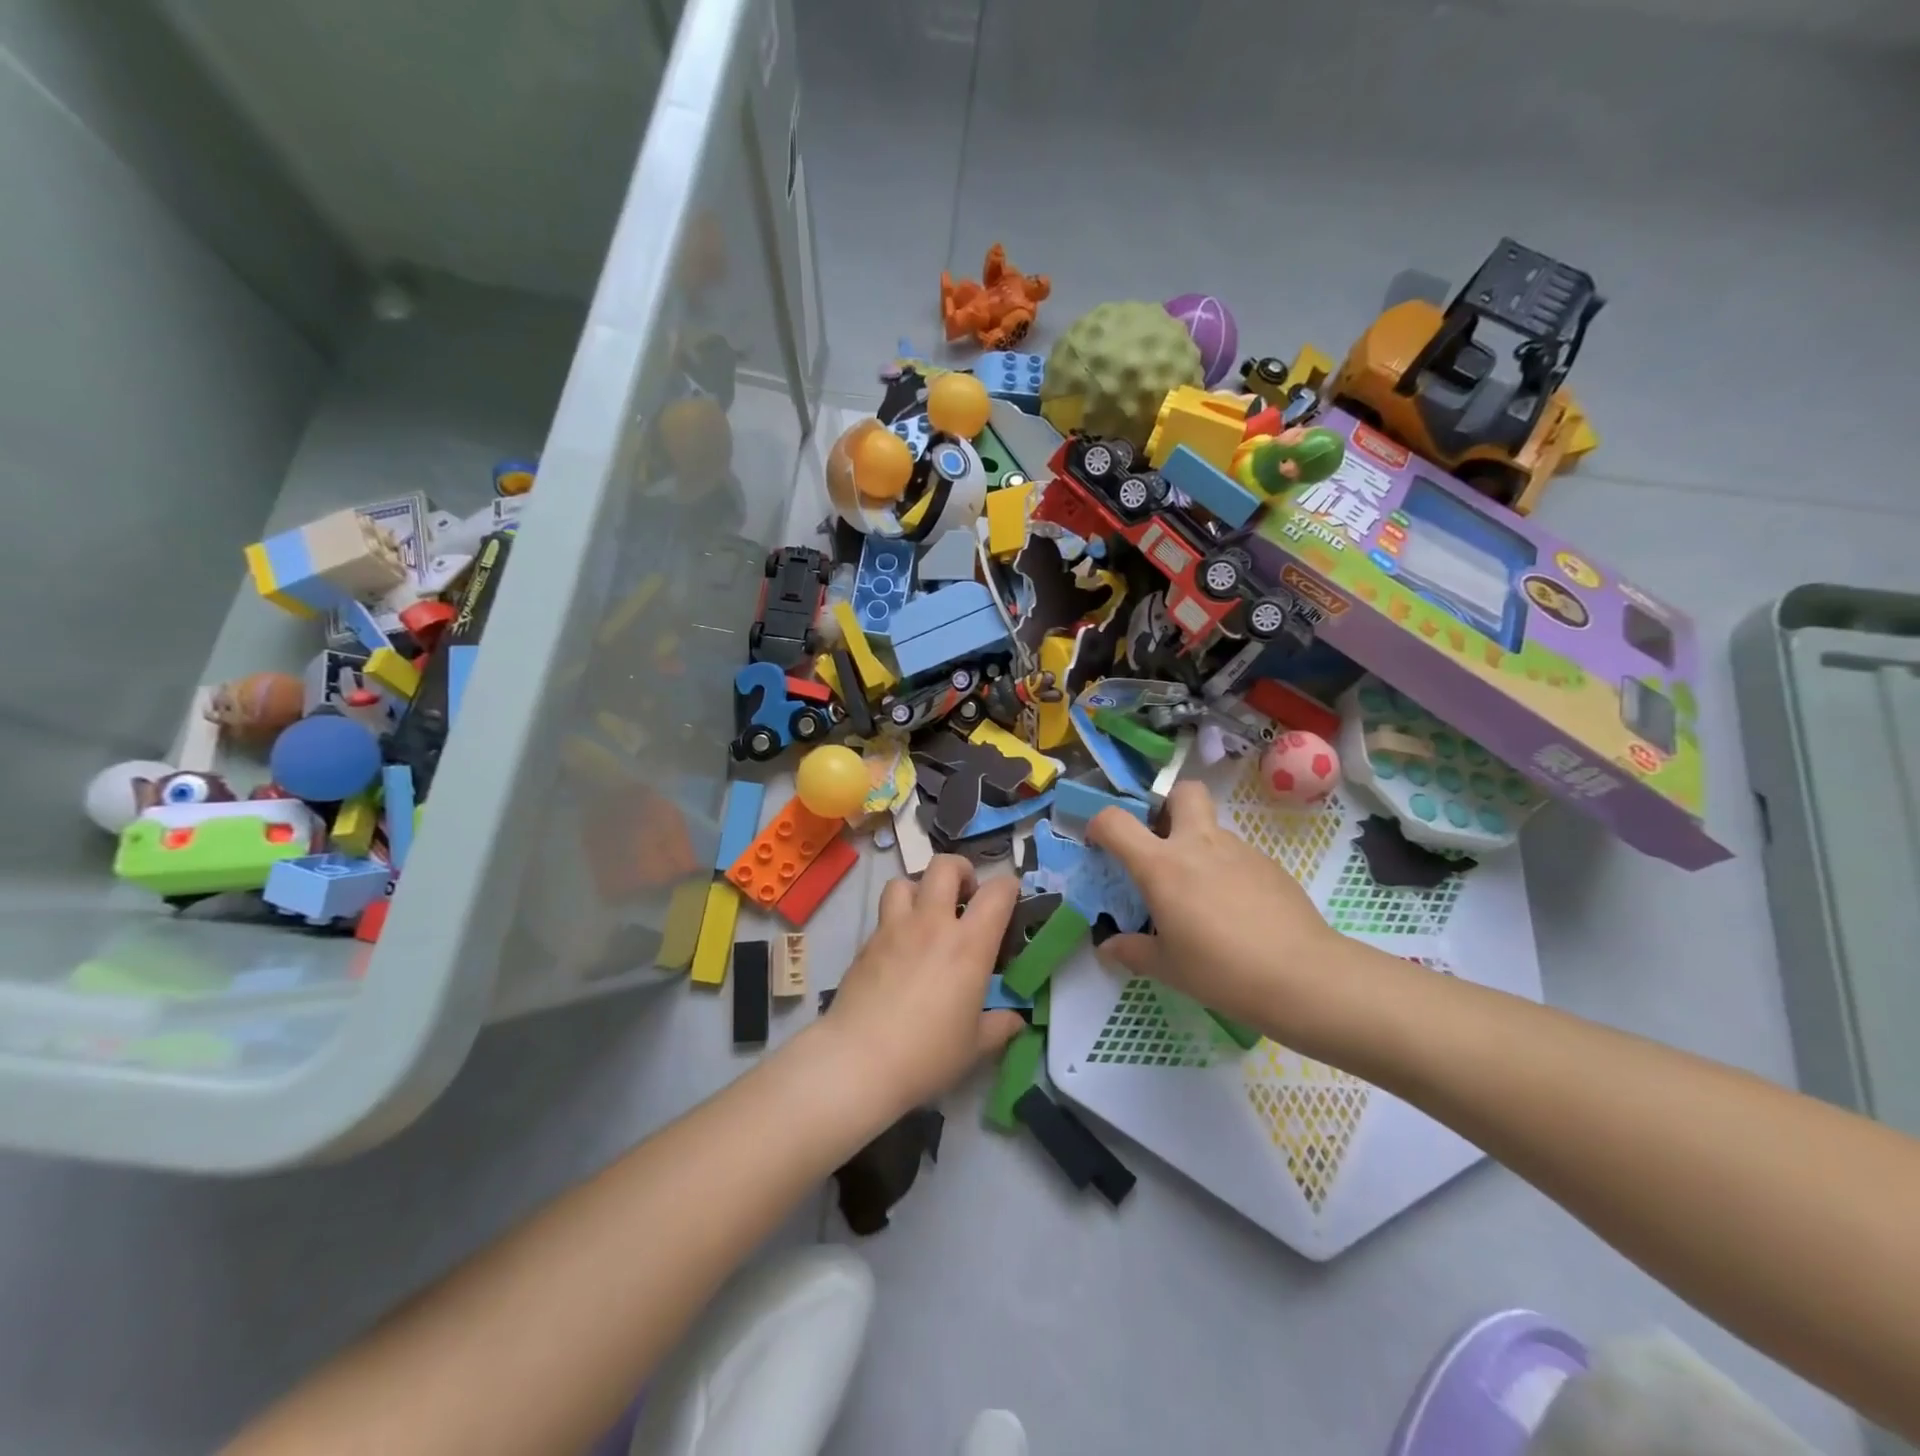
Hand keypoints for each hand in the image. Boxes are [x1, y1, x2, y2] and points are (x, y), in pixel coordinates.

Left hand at [818, 855, 1025, 1115]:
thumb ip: (998, 1026)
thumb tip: (1016, 1021)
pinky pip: (883, 915)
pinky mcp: (866, 943)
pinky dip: (896, 921)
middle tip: (965, 898)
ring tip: (925, 917)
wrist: (858, 1061)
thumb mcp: (974, 1046)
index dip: (1009, 887)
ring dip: (919, 890)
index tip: (1011, 899)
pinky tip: (899, 952)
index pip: (996, 893)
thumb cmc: (927, 1054)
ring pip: (904, 882)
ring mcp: (894, 929)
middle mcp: (932, 924)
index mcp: (968, 945)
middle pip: (944, 866)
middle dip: (961, 871)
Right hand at [1086, 781, 1347, 1029]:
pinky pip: (1238, 856)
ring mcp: (1239, 850)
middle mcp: (1199, 845)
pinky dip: (1227, 871)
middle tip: (1162, 844)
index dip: (1099, 824)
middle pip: (1183, 792)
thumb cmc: (1221, 971)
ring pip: (1212, 829)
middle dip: (1167, 805)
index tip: (1098, 844)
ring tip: (1202, 897)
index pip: (1116, 821)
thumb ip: (1132, 951)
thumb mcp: (1168, 968)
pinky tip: (1236, 912)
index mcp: (1162, 865)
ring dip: (1199, 847)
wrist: (1304, 977)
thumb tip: (1108, 947)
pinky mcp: (1270, 865)